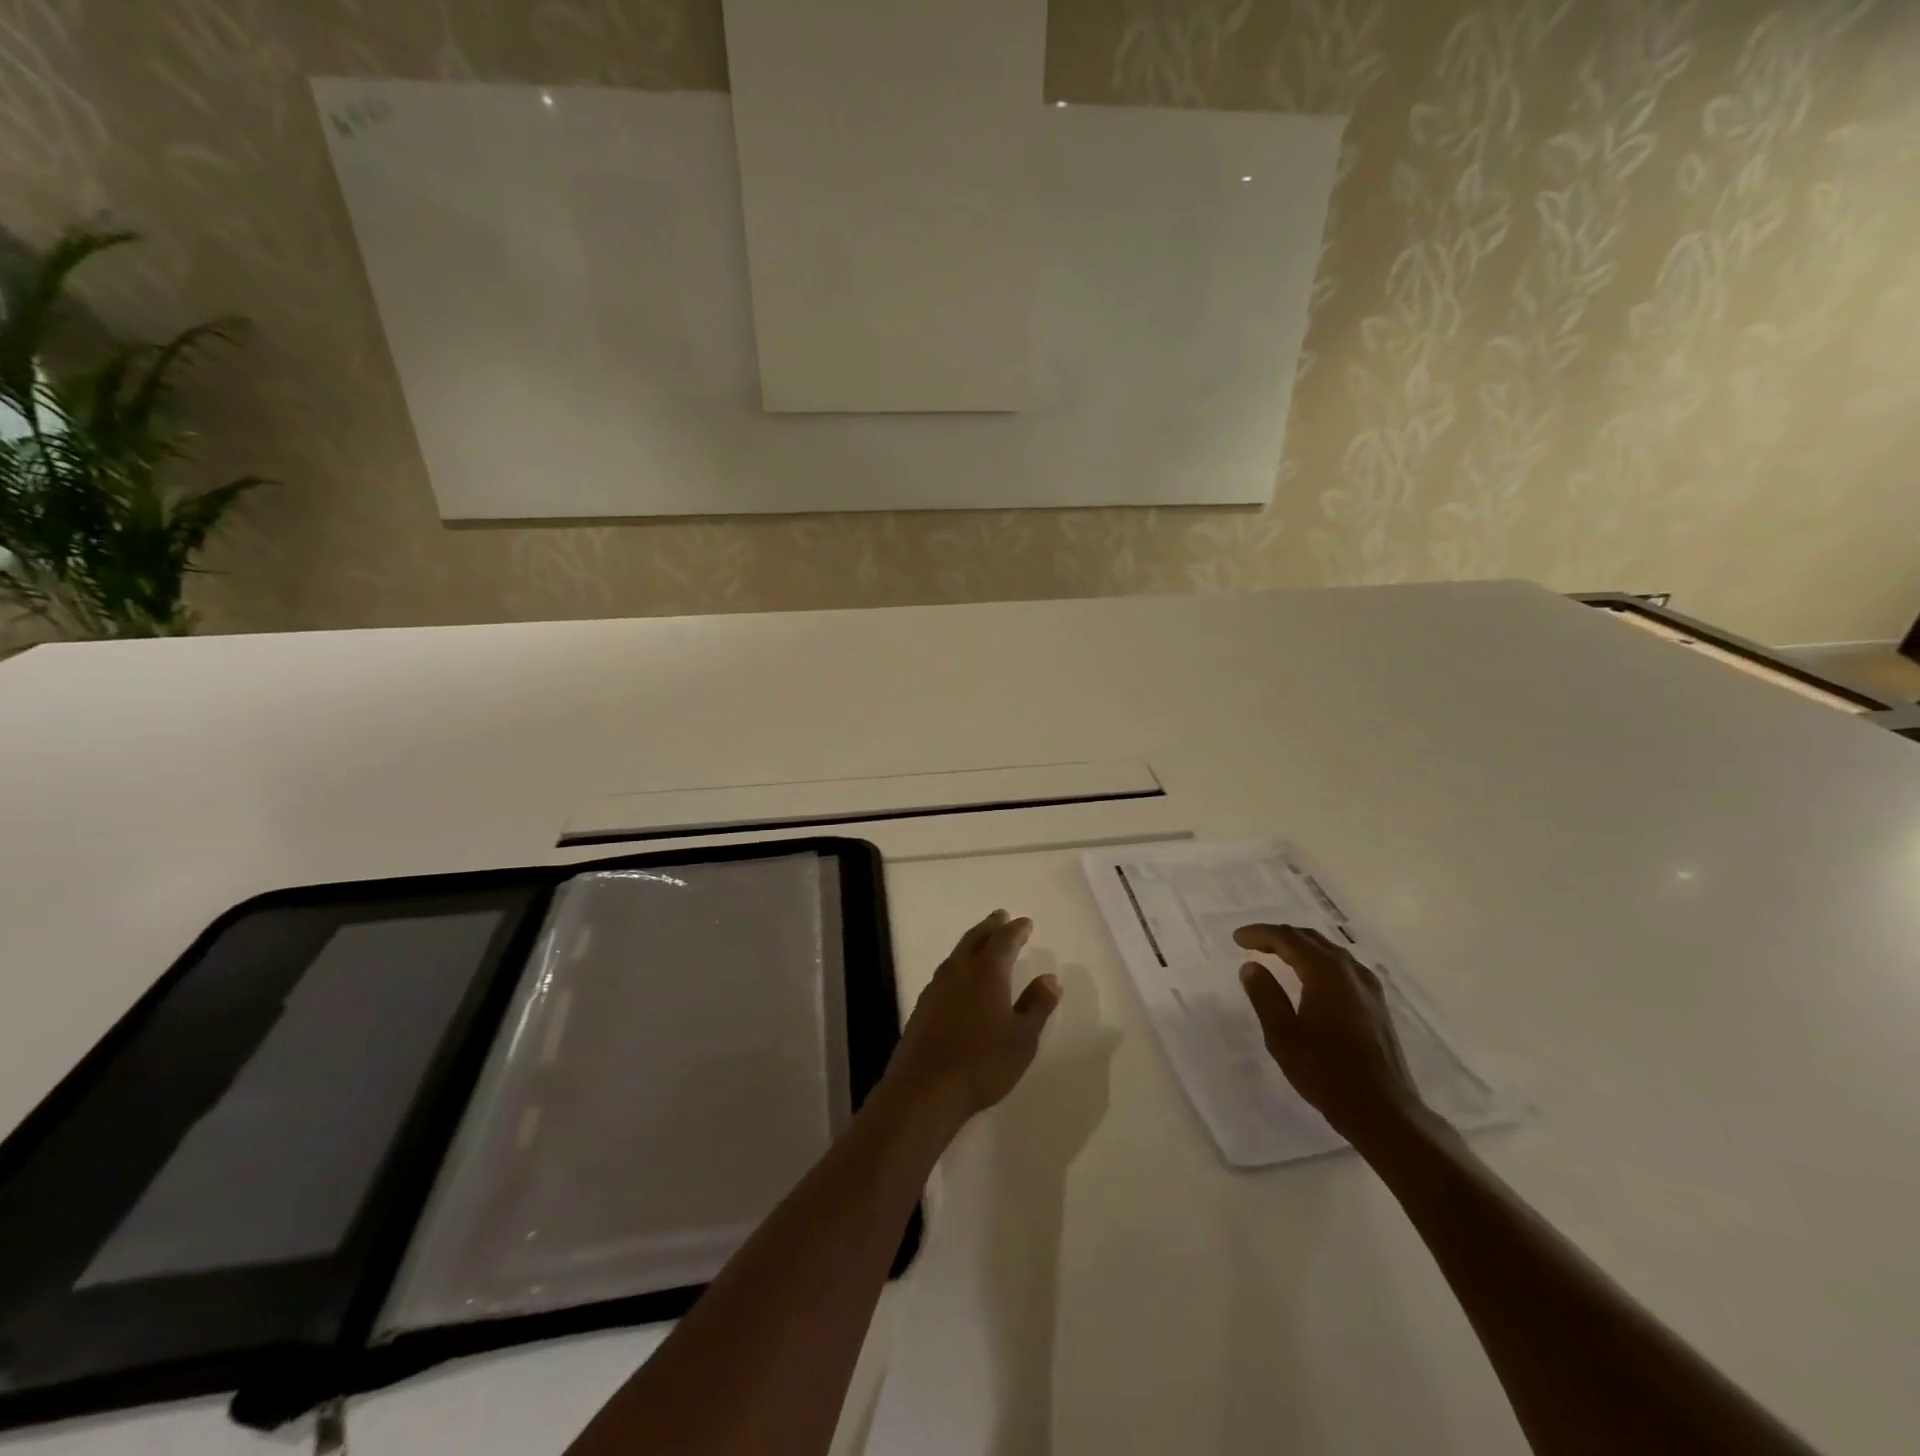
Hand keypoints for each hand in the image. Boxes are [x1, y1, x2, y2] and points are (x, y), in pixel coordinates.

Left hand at [883, 910, 1061, 1131]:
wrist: (926, 1088)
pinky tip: (960, 976)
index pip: (1004, 941)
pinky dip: (959, 963)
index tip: (1025, 922)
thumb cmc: (982, 1062)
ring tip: (982, 940)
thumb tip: (1050, 978)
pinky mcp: (923, 1006)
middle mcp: (959, 971)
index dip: (1016, 930)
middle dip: (991, 927)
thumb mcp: (1022, 1038)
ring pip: (957, 954)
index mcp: (987, 972)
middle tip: (1001, 916)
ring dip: (972, 942)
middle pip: (976, 939)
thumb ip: (1036, 1005)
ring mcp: (937, 987)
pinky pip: (946, 972)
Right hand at [1234, 924, 1425, 1145]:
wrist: (1383, 1111)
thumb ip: (1265, 995)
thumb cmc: (1326, 1072)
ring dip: (1301, 947)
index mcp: (1326, 973)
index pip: (1288, 939)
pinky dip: (1320, 961)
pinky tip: (1314, 976)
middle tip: (1253, 943)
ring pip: (1330, 951)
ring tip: (1278, 954)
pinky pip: (1344, 967)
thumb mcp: (1283, 1035)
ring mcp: (1369, 987)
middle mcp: (1350, 972)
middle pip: (1311, 939)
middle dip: (1279, 937)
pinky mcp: (1377, 1004)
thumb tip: (1251, 967)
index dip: (1260, 934)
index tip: (1237, 939)